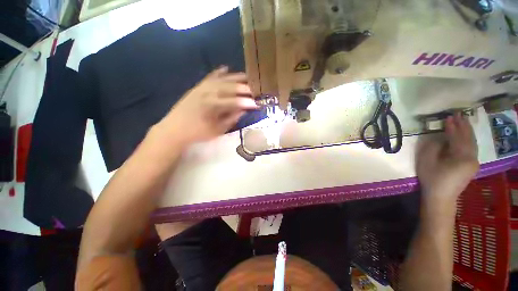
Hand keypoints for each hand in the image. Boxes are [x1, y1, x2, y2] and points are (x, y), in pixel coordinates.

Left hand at [158, 66, 257, 145]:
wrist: (174, 129)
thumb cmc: (197, 133)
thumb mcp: (217, 130)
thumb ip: (231, 119)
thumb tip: (243, 111)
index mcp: (212, 105)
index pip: (234, 102)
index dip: (246, 102)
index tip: (257, 104)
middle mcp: (207, 93)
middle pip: (229, 87)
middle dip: (243, 87)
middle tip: (255, 89)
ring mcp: (201, 88)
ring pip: (221, 80)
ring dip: (234, 77)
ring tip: (246, 76)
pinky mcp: (197, 87)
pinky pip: (210, 77)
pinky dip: (218, 73)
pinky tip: (226, 68)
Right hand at [416, 113, 478, 203]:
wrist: (441, 197)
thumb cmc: (432, 178)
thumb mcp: (427, 161)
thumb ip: (434, 146)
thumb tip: (440, 139)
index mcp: (462, 157)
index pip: (458, 137)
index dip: (453, 126)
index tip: (449, 116)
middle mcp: (472, 158)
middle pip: (469, 138)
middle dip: (464, 126)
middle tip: (459, 114)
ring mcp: (474, 162)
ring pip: (473, 143)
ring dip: (467, 131)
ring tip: (463, 121)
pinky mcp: (472, 166)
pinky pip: (472, 148)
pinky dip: (469, 139)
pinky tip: (465, 135)